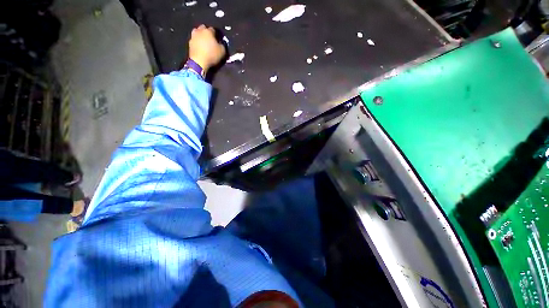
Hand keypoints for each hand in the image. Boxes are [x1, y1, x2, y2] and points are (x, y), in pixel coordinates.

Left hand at [188, 25, 225, 73]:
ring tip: (203, 41)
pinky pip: (194, 39)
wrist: (199, 62)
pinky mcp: (189, 42)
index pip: (213, 29)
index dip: (216, 34)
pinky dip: (197, 41)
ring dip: (200, 35)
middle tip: (210, 39)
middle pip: (203, 28)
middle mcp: (200, 31)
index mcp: (208, 31)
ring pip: (197, 32)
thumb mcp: (222, 51)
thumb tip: (220, 43)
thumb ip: (222, 45)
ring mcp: (193, 36)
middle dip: (206, 32)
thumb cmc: (212, 55)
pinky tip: (199, 46)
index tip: (217, 39)